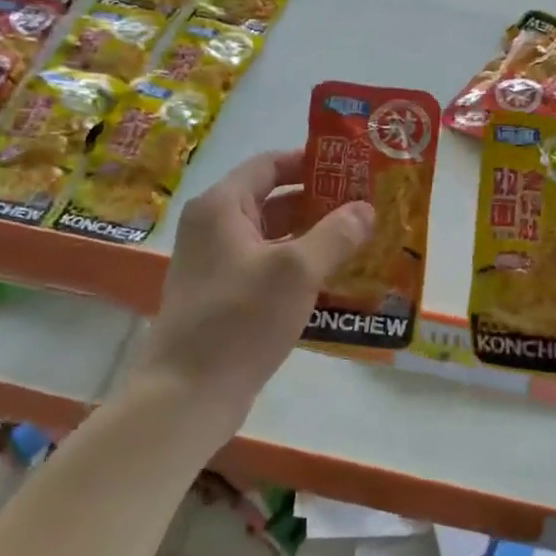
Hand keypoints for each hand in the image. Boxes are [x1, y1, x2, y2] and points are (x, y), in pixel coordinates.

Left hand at [128, 150, 372, 443]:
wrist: (187, 393)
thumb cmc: (239, 319)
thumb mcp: (296, 271)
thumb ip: (335, 234)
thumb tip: (365, 209)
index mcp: (221, 206)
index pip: (270, 164)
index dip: (311, 162)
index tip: (353, 168)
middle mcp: (215, 228)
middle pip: (274, 200)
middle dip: (321, 202)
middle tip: (368, 206)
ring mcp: (219, 264)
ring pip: (275, 238)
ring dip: (315, 238)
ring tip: (363, 241)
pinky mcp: (226, 297)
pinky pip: (270, 269)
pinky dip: (301, 268)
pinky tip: (337, 281)